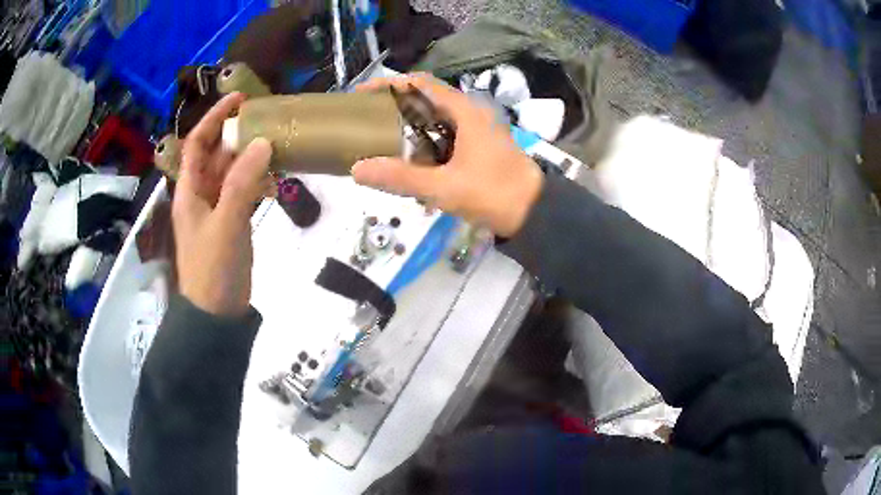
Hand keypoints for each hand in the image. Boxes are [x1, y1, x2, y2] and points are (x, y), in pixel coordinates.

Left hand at [172, 93, 272, 316]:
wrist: (217, 313)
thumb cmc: (213, 269)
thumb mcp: (226, 224)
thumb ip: (242, 183)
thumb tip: (262, 142)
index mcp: (189, 191)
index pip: (197, 144)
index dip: (213, 118)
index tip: (238, 99)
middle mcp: (201, 194)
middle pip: (217, 155)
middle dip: (238, 136)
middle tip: (268, 121)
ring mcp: (216, 209)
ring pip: (232, 173)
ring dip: (251, 159)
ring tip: (277, 146)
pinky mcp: (231, 222)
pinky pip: (243, 192)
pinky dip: (257, 182)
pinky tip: (275, 181)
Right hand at [352, 73, 543, 237]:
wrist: (535, 213)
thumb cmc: (493, 194)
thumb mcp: (444, 187)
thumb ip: (400, 178)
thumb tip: (357, 169)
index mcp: (465, 111)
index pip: (421, 83)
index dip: (389, 84)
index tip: (362, 95)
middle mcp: (471, 113)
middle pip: (426, 98)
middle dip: (395, 106)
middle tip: (366, 120)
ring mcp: (477, 130)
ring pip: (436, 118)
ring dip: (409, 124)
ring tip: (380, 138)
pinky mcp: (479, 146)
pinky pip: (445, 135)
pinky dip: (424, 140)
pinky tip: (409, 158)